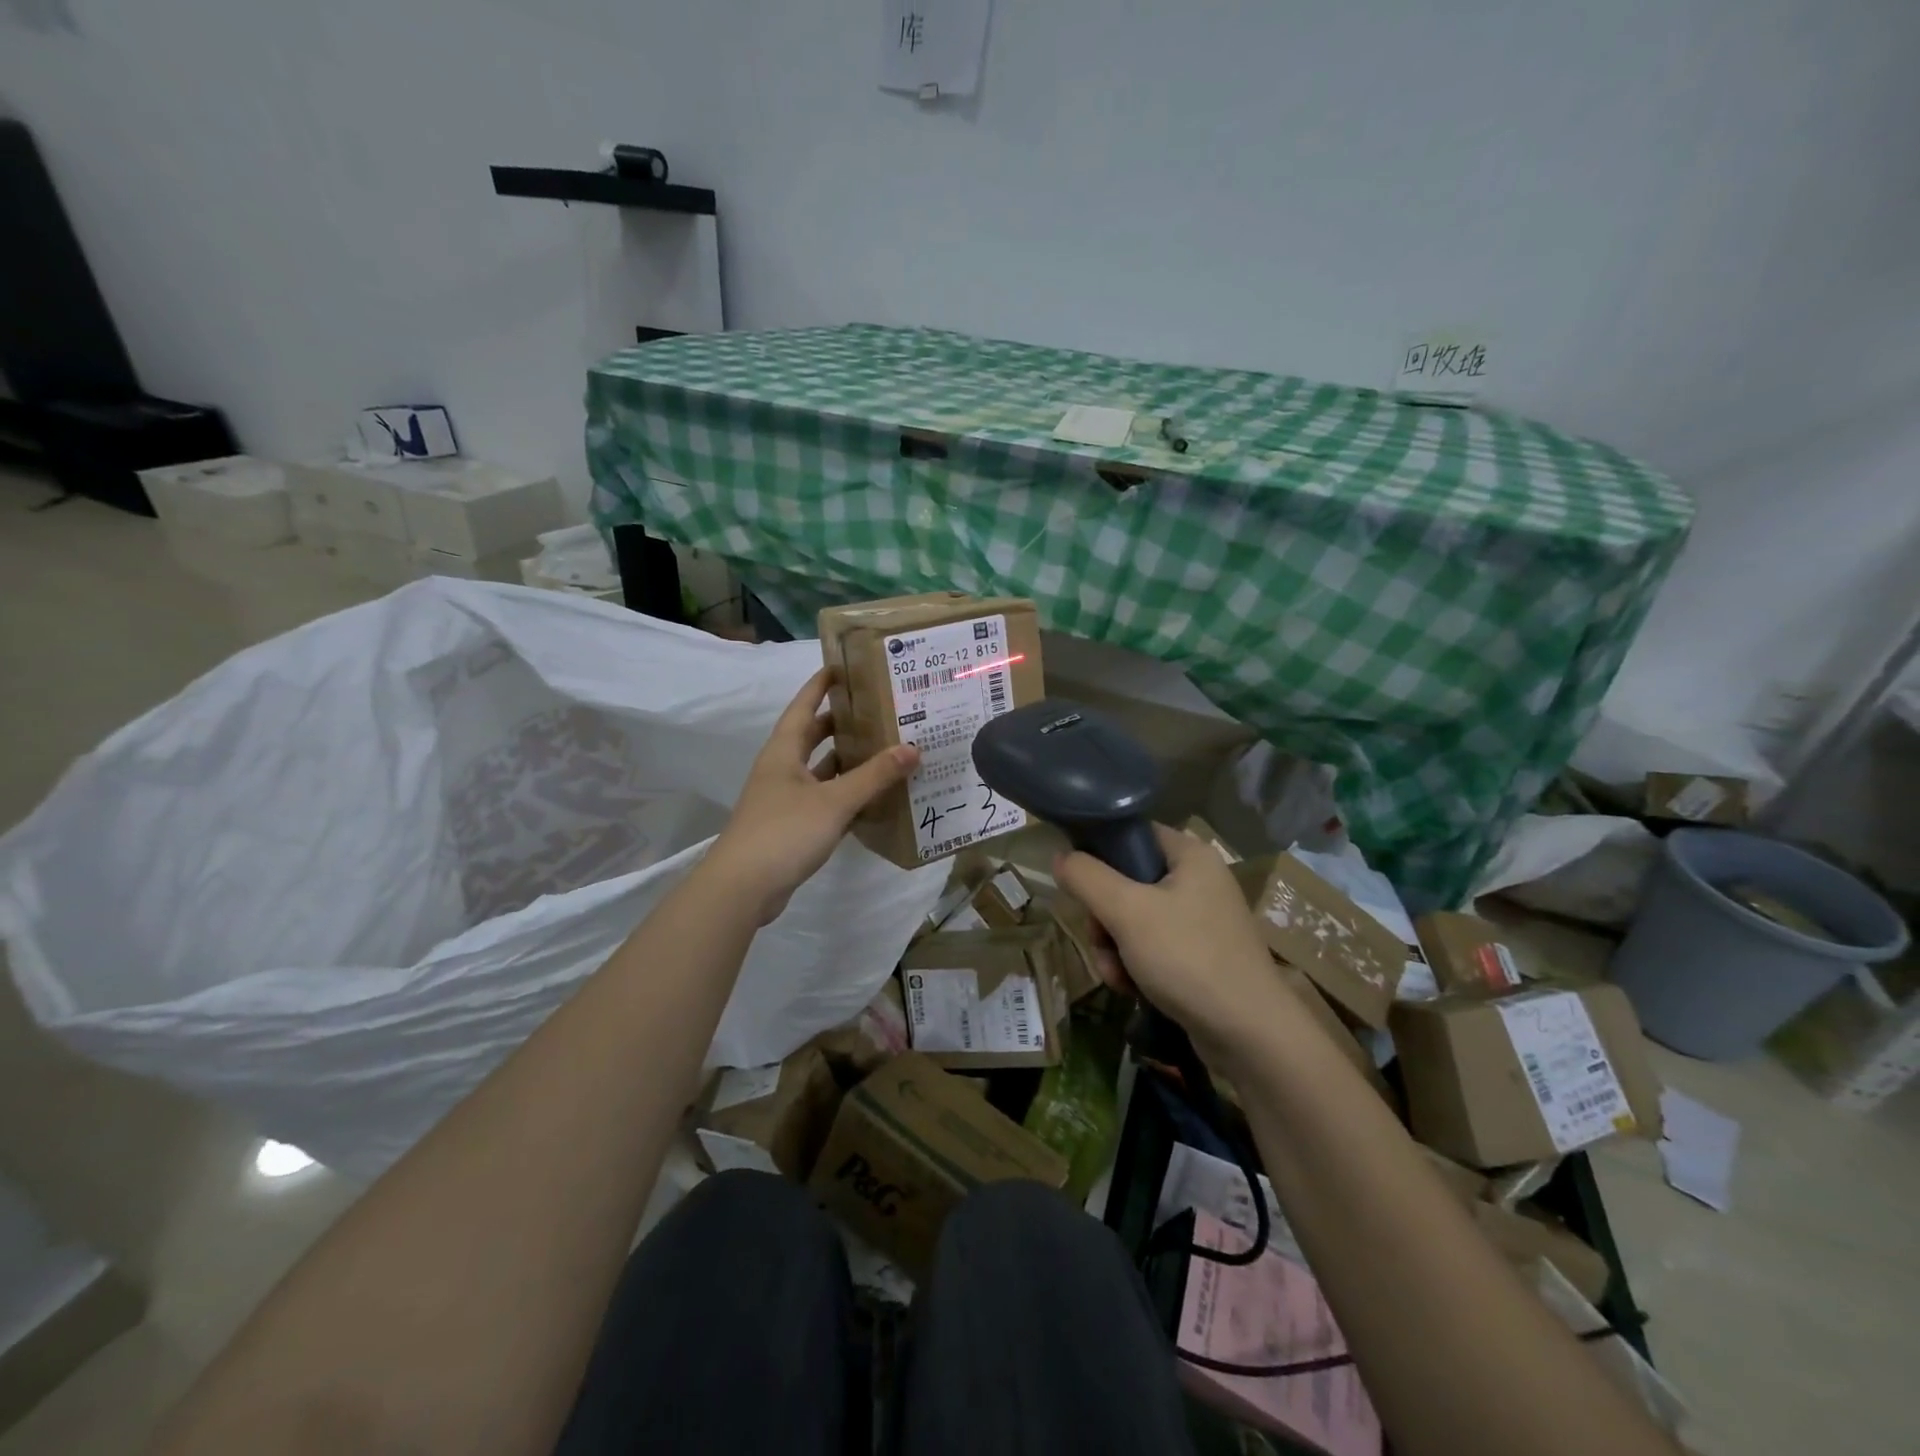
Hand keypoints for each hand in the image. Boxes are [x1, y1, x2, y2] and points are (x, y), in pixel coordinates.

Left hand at [707, 669, 918, 924]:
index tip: (843, 667)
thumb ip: (874, 776)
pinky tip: (872, 795)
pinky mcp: (791, 826)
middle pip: (812, 736)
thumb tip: (912, 748)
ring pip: (820, 769)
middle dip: (840, 722)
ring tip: (884, 748)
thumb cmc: (784, 832)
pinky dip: (845, 793)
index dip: (820, 685)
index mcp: (783, 752)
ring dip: (846, 760)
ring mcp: (784, 799)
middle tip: (877, 710)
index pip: (803, 707)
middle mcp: (782, 769)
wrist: (743, 888)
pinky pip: (823, 798)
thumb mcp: (834, 801)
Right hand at [1052, 824, 1288, 1059]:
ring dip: (1113, 947)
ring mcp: (1200, 920)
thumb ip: (1087, 877)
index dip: (1100, 853)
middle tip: (1100, 940)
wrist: (1249, 1034)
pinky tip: (1131, 989)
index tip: (1080, 883)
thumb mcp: (1127, 911)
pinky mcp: (1199, 955)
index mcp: (1190, 855)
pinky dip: (1134, 966)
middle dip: (1104, 917)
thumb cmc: (1187, 957)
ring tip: (1116, 974)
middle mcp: (1198, 881)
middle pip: (1127, 881)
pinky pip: (1152, 948)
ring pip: (1134, 919)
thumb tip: (1061, 857)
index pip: (1133, 835)